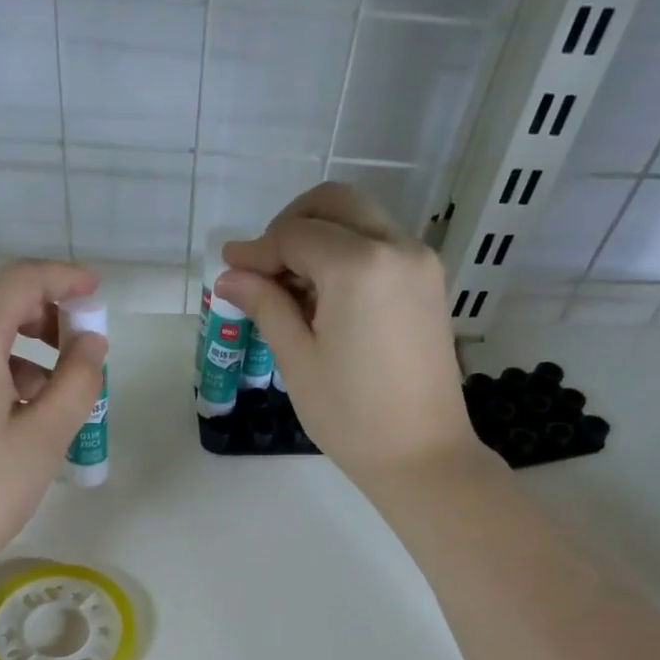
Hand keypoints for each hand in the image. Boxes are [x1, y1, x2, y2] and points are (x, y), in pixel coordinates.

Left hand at [0, 260, 105, 581]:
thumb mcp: (43, 438)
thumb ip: (77, 380)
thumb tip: (92, 342)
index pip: (22, 280)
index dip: (65, 280)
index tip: (97, 292)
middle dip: (42, 316)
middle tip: (78, 351)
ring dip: (15, 345)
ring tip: (46, 394)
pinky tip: (4, 406)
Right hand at [217, 182, 478, 484]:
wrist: (421, 455)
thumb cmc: (351, 416)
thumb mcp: (298, 360)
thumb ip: (266, 305)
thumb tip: (230, 275)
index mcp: (359, 266)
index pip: (296, 235)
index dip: (257, 250)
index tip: (229, 270)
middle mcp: (397, 247)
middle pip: (334, 204)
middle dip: (290, 226)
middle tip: (262, 268)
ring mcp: (420, 262)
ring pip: (360, 220)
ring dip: (320, 238)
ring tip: (290, 290)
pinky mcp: (430, 283)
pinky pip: (382, 245)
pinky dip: (348, 253)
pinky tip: (325, 297)